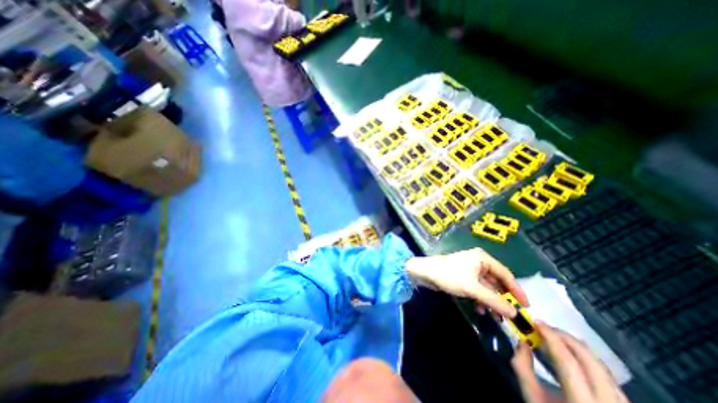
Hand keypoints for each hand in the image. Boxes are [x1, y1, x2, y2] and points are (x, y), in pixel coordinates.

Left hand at [403, 249, 525, 317]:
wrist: (425, 272)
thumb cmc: (449, 276)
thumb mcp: (473, 288)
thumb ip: (494, 300)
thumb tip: (515, 313)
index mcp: (483, 258)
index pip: (506, 274)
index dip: (517, 290)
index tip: (526, 307)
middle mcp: (478, 262)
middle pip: (496, 281)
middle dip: (502, 298)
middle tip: (510, 316)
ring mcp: (470, 269)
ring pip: (486, 287)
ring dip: (491, 301)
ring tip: (495, 317)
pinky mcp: (463, 276)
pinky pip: (477, 288)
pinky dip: (480, 298)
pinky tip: (479, 309)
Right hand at [510, 324, 629, 401]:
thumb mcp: (532, 399)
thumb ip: (523, 368)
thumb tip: (522, 342)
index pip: (568, 361)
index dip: (551, 337)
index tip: (535, 322)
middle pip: (591, 361)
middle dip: (566, 338)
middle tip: (544, 328)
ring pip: (603, 368)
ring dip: (577, 347)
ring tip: (556, 339)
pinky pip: (608, 377)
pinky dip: (588, 360)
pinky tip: (574, 357)